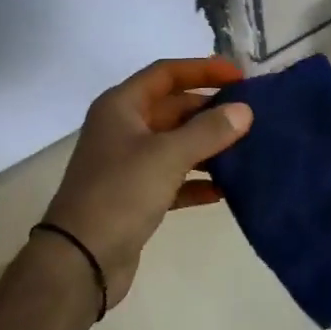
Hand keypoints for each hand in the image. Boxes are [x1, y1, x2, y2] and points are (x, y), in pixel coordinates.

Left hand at [41, 56, 251, 306]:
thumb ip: (208, 130)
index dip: (202, 69)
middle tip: (250, 114)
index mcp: (121, 106)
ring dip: (207, 145)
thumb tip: (244, 111)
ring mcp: (127, 163)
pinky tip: (225, 189)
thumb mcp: (167, 155)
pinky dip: (197, 180)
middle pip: (172, 108)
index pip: (166, 73)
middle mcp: (122, 128)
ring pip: (175, 144)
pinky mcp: (135, 196)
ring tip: (247, 147)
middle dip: (209, 109)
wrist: (80, 260)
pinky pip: (173, 178)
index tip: (239, 75)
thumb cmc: (120, 193)